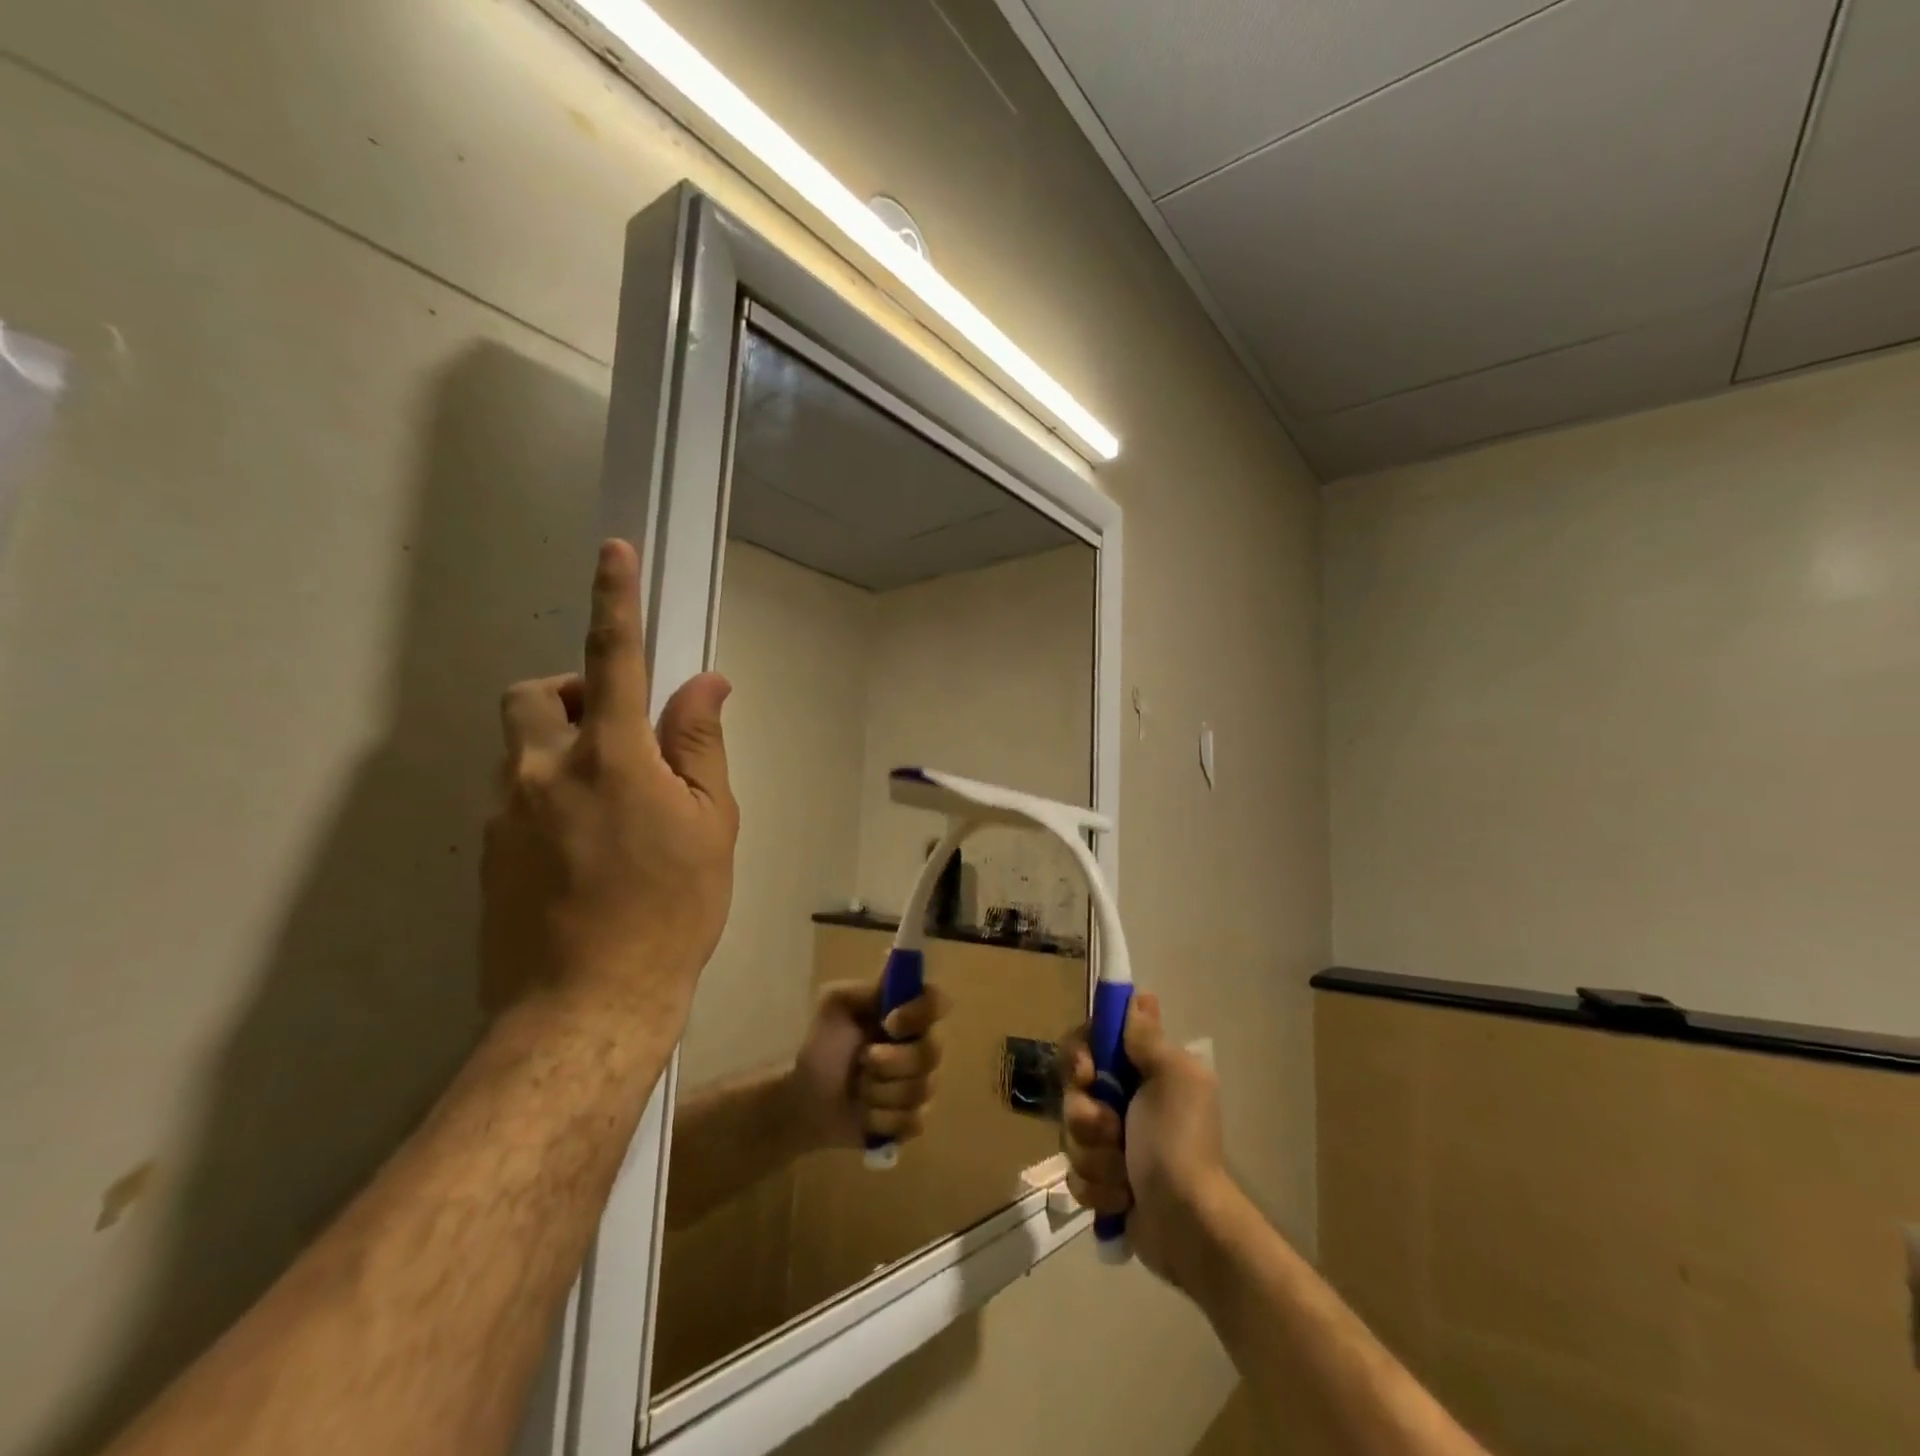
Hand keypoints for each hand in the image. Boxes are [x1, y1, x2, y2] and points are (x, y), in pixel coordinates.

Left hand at [481, 539, 738, 1031]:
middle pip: (532, 694)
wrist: (587, 1008)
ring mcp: (504, 815)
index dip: (615, 601)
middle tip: (617, 735)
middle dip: (571, 693)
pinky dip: (549, 800)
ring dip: (561, 751)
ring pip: (519, 750)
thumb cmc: (672, 912)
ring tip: (610, 810)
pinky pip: (514, 799)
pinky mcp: (487, 855)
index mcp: (610, 760)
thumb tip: (706, 684)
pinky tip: (585, 856)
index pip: (614, 660)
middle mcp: (541, 773)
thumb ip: (701, 746)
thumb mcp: (711, 826)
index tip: (613, 552)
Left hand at [785, 982, 948, 1151]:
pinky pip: (913, 1121)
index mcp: (907, 1014)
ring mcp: (920, 1085)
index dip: (921, 1013)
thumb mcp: (836, 1004)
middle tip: (863, 1060)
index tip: (889, 1022)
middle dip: (893, 1061)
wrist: (803, 1098)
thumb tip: (897, 975)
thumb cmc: (822, 1045)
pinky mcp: (911, 1121)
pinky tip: (864, 1114)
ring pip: (922, 1089)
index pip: (938, 1002)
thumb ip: (868, 989)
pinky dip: (882, 1119)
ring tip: (858, 1088)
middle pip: (932, 1052)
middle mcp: (921, 1045)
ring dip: (880, 1091)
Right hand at [1061, 992, 1230, 1288]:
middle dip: (1087, 1116)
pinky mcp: (1103, 1183)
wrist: (1187, 1225)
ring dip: (1095, 1157)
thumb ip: (1147, 1037)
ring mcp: (1112, 1144)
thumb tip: (1140, 997)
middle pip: (1073, 1091)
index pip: (1090, 1042)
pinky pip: (1075, 1175)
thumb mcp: (1172, 1076)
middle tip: (1113, 1131)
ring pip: (1071, 1135)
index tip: (1086, 1072)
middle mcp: (1125, 1101)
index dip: (1079, 1054)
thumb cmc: (1179, 1141)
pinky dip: (1097, 1189)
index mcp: (1143, 1071)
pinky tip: (1122, 1199)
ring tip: (1124, 1175)